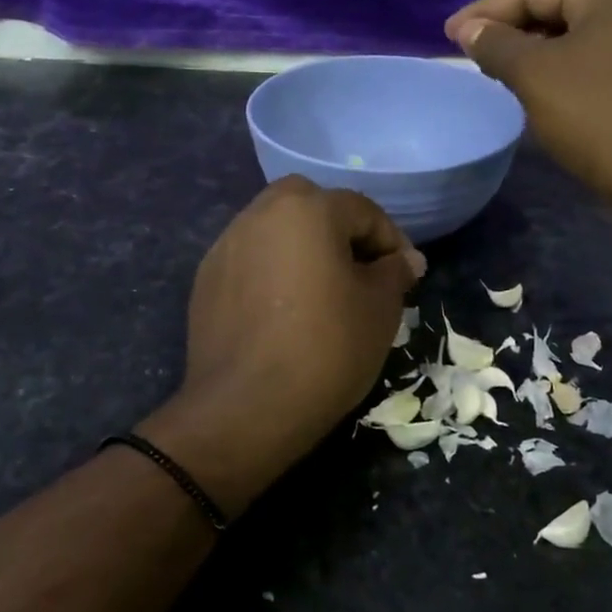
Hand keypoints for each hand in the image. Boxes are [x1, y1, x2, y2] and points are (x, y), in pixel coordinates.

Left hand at [138, 177, 420, 515]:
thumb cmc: (327, 349)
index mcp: (307, 209)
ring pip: (274, 229)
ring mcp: (226, 245)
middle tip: (359, 269)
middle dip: (338, 228)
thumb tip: (406, 260)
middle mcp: (260, 214)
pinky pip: (249, 259)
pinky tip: (283, 310)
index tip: (405, 274)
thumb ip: (395, 273)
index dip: (390, 240)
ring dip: (301, 246)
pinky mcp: (205, 279)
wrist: (246, 407)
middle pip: (309, 204)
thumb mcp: (380, 310)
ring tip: (321, 289)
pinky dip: (271, 270)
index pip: (361, 210)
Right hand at [445, 0, 611, 223]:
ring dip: (534, 50)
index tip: (448, 36)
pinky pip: (597, 58)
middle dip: (511, 28)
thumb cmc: (598, 114)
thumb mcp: (535, 75)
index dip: (486, 11)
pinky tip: (538, 87)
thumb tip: (469, 30)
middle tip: (471, 53)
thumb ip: (496, 45)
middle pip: (560, 6)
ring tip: (497, 71)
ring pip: (578, 35)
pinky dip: (563, 67)